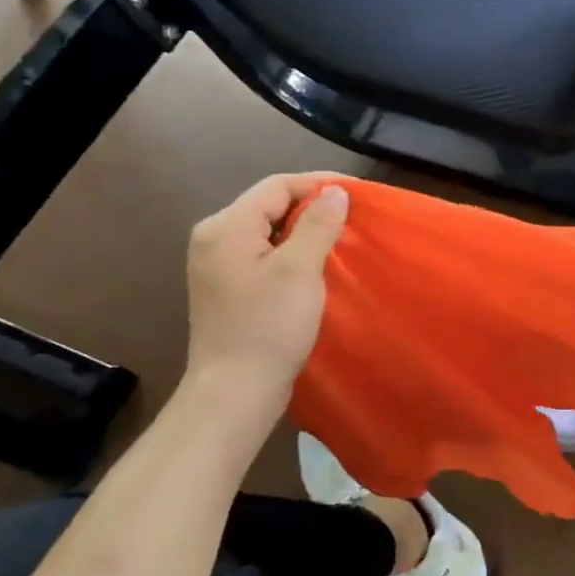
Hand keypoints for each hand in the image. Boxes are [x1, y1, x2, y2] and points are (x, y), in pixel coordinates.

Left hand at [183, 172, 348, 418]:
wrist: (236, 392)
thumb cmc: (268, 327)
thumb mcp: (300, 270)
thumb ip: (318, 224)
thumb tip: (336, 192)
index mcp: (226, 226)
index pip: (277, 186)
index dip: (320, 183)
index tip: (360, 194)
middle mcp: (214, 237)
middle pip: (270, 204)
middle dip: (313, 205)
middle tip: (354, 216)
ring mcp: (217, 264)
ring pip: (268, 229)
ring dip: (304, 229)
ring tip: (342, 237)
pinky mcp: (227, 287)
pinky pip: (264, 252)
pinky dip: (292, 250)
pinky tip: (316, 264)